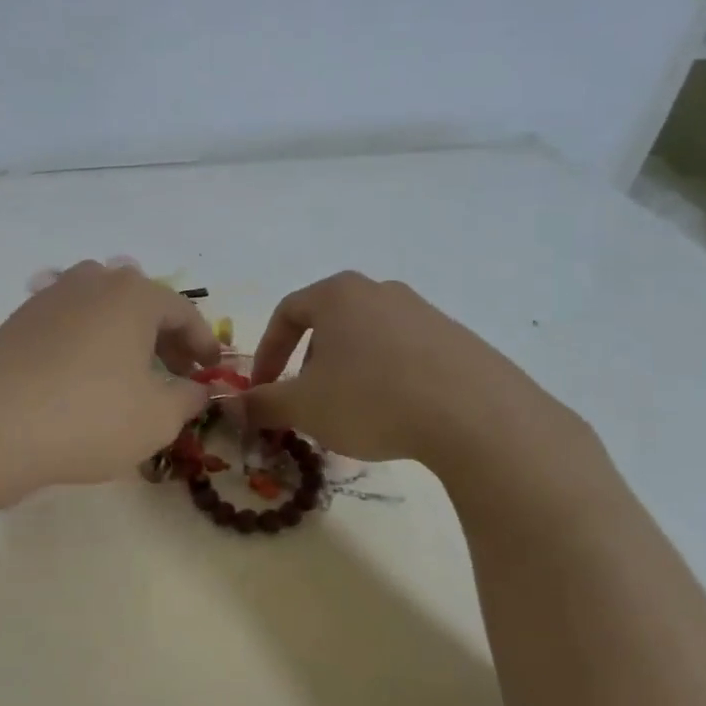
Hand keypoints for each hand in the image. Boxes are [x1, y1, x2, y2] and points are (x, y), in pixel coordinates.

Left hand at [0, 261, 220, 506]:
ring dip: (125, 337)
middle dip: (165, 338)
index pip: (183, 312)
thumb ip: (187, 399)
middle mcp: (91, 281)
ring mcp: (49, 297)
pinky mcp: (18, 320)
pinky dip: (89, 344)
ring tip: (131, 374)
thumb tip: (195, 389)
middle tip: (177, 373)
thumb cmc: (87, 418)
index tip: (211, 370)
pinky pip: (69, 324)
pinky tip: (86, 378)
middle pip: (141, 303)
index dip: (204, 342)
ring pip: (102, 310)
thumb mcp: (156, 418)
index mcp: (133, 294)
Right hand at [239, 271, 582, 467]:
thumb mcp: (303, 407)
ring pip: (367, 340)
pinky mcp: (456, 338)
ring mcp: (423, 311)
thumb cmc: (370, 398)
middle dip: (308, 365)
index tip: (262, 388)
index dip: (266, 352)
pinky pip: (405, 355)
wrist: (473, 414)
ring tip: (351, 413)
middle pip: (329, 325)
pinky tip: (395, 414)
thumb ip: (262, 404)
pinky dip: (387, 379)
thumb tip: (231, 406)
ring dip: (347, 373)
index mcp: (338, 294)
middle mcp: (380, 291)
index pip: (286, 313)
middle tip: (307, 403)